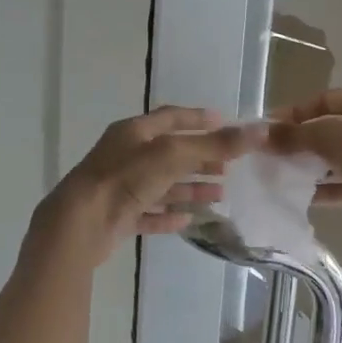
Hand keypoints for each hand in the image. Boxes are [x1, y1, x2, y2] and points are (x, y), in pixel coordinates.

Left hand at [31, 107, 253, 266]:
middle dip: (200, 158)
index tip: (225, 122)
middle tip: (229, 166)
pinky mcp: (118, 217)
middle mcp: (126, 156)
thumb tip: (261, 130)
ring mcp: (121, 188)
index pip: (171, 118)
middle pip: (170, 153)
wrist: (80, 224)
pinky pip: (150, 213)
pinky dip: (170, 214)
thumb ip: (216, 144)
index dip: (199, 119)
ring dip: (190, 188)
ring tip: (220, 194)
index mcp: (134, 132)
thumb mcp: (174, 155)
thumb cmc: (126, 179)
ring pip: (162, 184)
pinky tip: (189, 220)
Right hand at [266, 89, 341, 230]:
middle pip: (330, 129)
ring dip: (311, 166)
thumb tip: (256, 134)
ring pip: (337, 158)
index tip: (269, 127)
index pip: (326, 99)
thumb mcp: (332, 138)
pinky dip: (325, 188)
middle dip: (300, 142)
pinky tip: (300, 196)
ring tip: (280, 175)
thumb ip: (293, 136)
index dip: (296, 112)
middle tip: (271, 153)